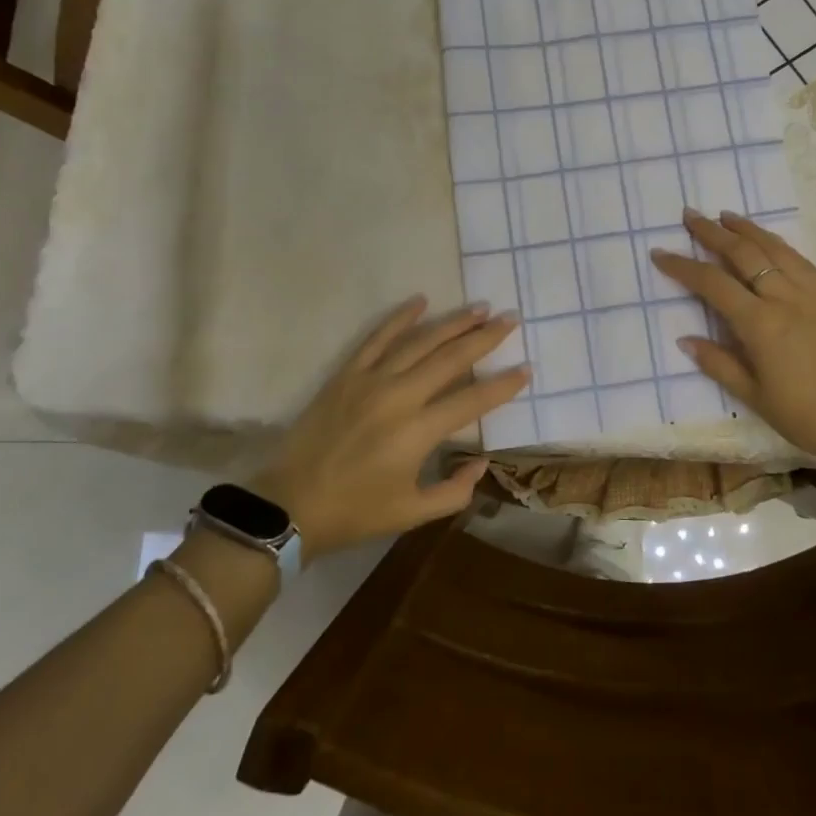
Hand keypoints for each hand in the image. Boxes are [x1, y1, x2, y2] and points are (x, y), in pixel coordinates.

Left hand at [249, 297, 526, 559]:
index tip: (526, 369)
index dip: (503, 385)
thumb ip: (454, 490)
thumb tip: (482, 462)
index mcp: (418, 433)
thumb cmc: (355, 511)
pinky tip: (420, 301)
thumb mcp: (411, 513)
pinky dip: (400, 318)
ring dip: (452, 323)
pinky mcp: (347, 374)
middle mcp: (399, 397)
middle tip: (509, 320)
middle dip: (484, 338)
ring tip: (479, 308)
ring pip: (419, 341)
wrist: (289, 504)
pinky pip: (377, 338)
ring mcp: (370, 380)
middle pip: (450, 358)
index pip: (472, 400)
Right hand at [651, 210, 815, 468]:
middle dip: (712, 233)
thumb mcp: (755, 397)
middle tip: (690, 215)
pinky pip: (801, 260)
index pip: (712, 284)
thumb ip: (719, 364)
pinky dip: (779, 244)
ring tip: (726, 216)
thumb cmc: (807, 416)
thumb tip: (685, 340)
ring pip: (774, 249)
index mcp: (760, 323)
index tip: (660, 253)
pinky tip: (770, 241)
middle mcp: (784, 298)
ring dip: (747, 229)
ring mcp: (812, 294)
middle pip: (743, 253)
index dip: (683, 266)